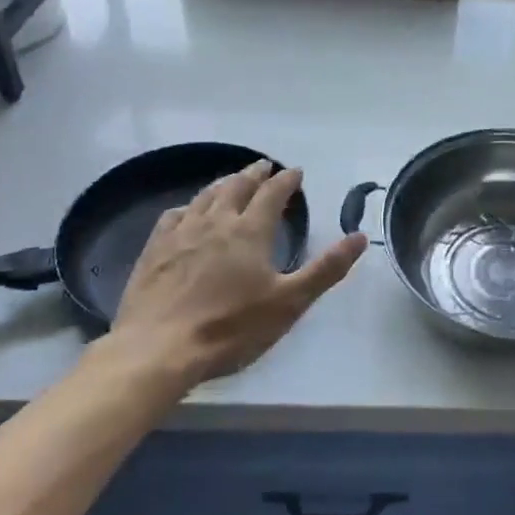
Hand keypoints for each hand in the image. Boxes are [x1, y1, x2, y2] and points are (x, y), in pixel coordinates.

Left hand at [105, 161, 365, 387]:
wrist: (158, 349)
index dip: (286, 180)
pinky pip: (173, 216)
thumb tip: (360, 236)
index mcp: (250, 231)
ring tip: (231, 180)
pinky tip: (187, 211)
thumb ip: (326, 268)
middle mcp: (216, 222)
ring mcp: (181, 234)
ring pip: (205, 196)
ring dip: (223, 183)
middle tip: (264, 166)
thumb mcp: (290, 302)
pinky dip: (188, 206)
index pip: (273, 194)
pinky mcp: (154, 250)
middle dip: (254, 174)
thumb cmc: (231, 327)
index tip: (295, 171)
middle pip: (237, 186)